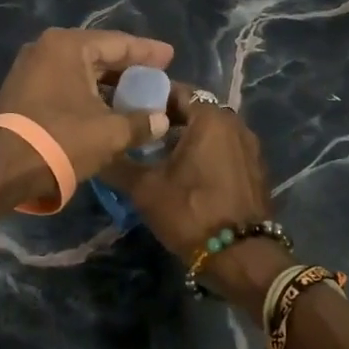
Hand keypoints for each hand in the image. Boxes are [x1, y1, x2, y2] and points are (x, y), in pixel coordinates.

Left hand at [0, 29, 175, 205]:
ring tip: (135, 92)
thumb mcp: (110, 132)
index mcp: (68, 45)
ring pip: (79, 69)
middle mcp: (45, 48)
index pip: (118, 43)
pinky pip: (63, 82)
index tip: (170, 56)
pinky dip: (85, 91)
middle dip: (127, 66)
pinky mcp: (21, 89)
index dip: (147, 51)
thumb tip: (161, 121)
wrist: (4, 168)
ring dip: (106, 82)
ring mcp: (29, 68)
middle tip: (156, 73)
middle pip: (97, 53)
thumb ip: (141, 122)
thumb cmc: (61, 139)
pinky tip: (105, 105)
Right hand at [99, 88, 282, 315]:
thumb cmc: (191, 212)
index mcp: (210, 117)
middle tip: (134, 133)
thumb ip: (117, 163)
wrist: (242, 257)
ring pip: (207, 131)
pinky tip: (182, 173)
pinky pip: (222, 149)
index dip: (145, 97)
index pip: (173, 90)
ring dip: (183, 138)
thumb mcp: (144, 188)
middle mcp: (234, 123)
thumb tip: (94, 149)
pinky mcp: (254, 169)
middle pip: (192, 110)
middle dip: (163, 119)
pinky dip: (202, 153)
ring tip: (154, 154)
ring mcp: (249, 147)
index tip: (123, 109)